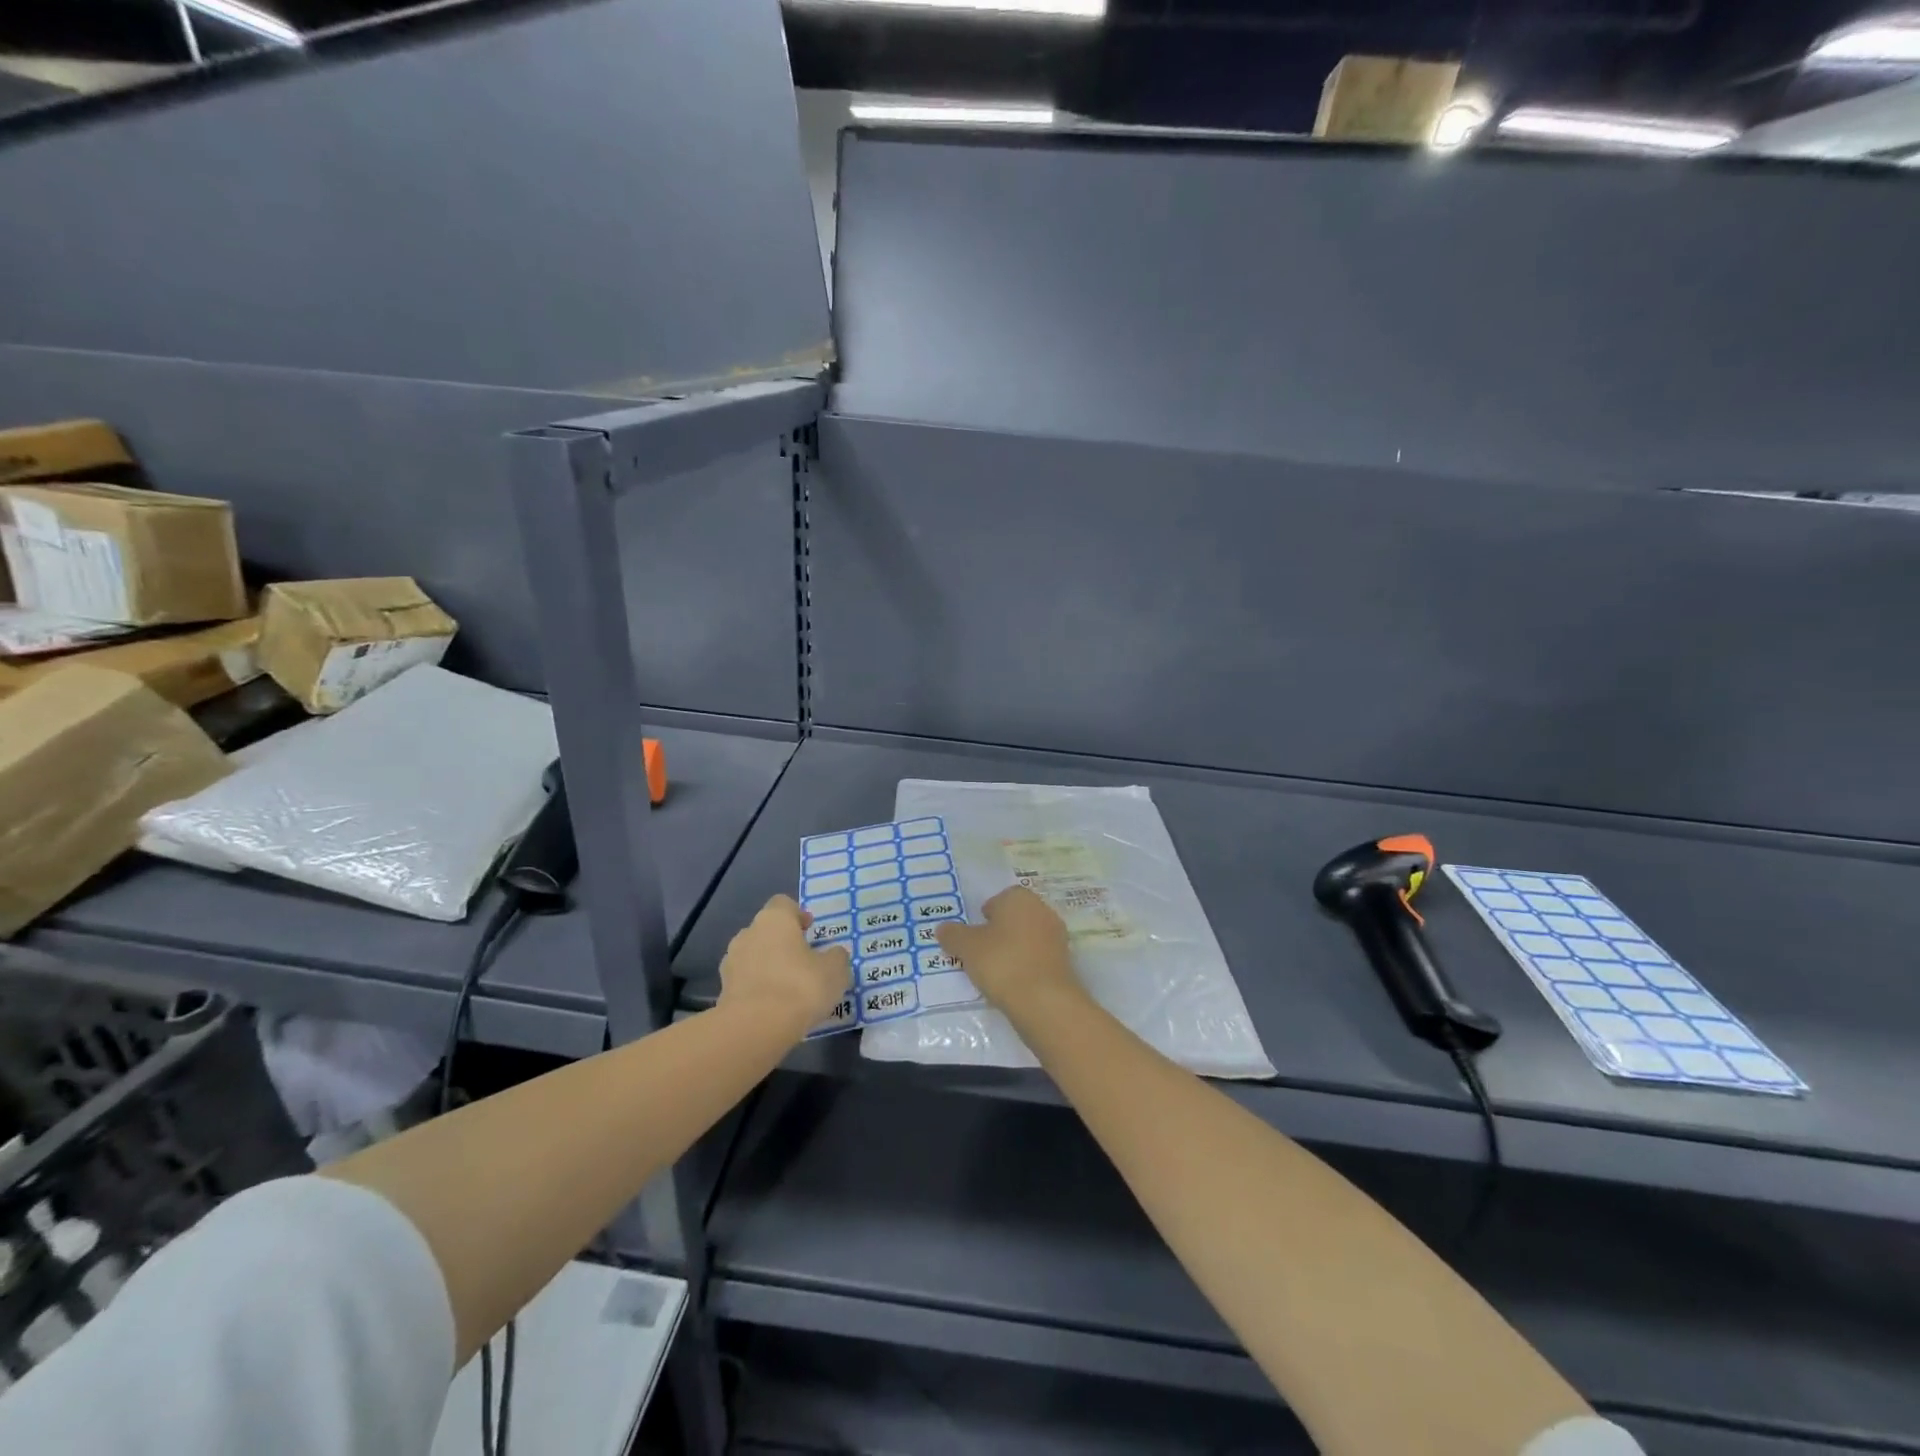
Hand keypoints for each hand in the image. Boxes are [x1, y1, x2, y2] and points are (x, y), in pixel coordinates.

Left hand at [718, 895, 851, 1035]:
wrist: (755, 1028)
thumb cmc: (800, 986)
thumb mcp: (835, 970)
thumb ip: (836, 957)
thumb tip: (833, 955)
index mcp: (774, 919)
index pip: (783, 904)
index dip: (798, 915)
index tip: (810, 931)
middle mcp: (748, 934)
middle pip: (766, 931)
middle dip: (782, 943)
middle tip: (802, 961)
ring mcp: (731, 962)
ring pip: (753, 956)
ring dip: (767, 966)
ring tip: (787, 988)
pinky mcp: (722, 991)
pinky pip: (745, 982)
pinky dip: (757, 989)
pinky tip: (773, 1007)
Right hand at [936, 887, 1085, 1021]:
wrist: (1045, 1000)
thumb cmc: (1002, 962)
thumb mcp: (967, 947)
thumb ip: (953, 935)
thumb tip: (942, 928)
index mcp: (1019, 898)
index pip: (999, 899)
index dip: (984, 916)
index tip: (973, 936)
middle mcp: (1042, 910)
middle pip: (1015, 917)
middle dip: (999, 932)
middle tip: (980, 953)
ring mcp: (1056, 936)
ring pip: (1027, 938)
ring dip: (1013, 950)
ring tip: (995, 972)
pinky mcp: (1064, 961)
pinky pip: (1038, 957)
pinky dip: (1026, 966)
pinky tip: (1014, 983)